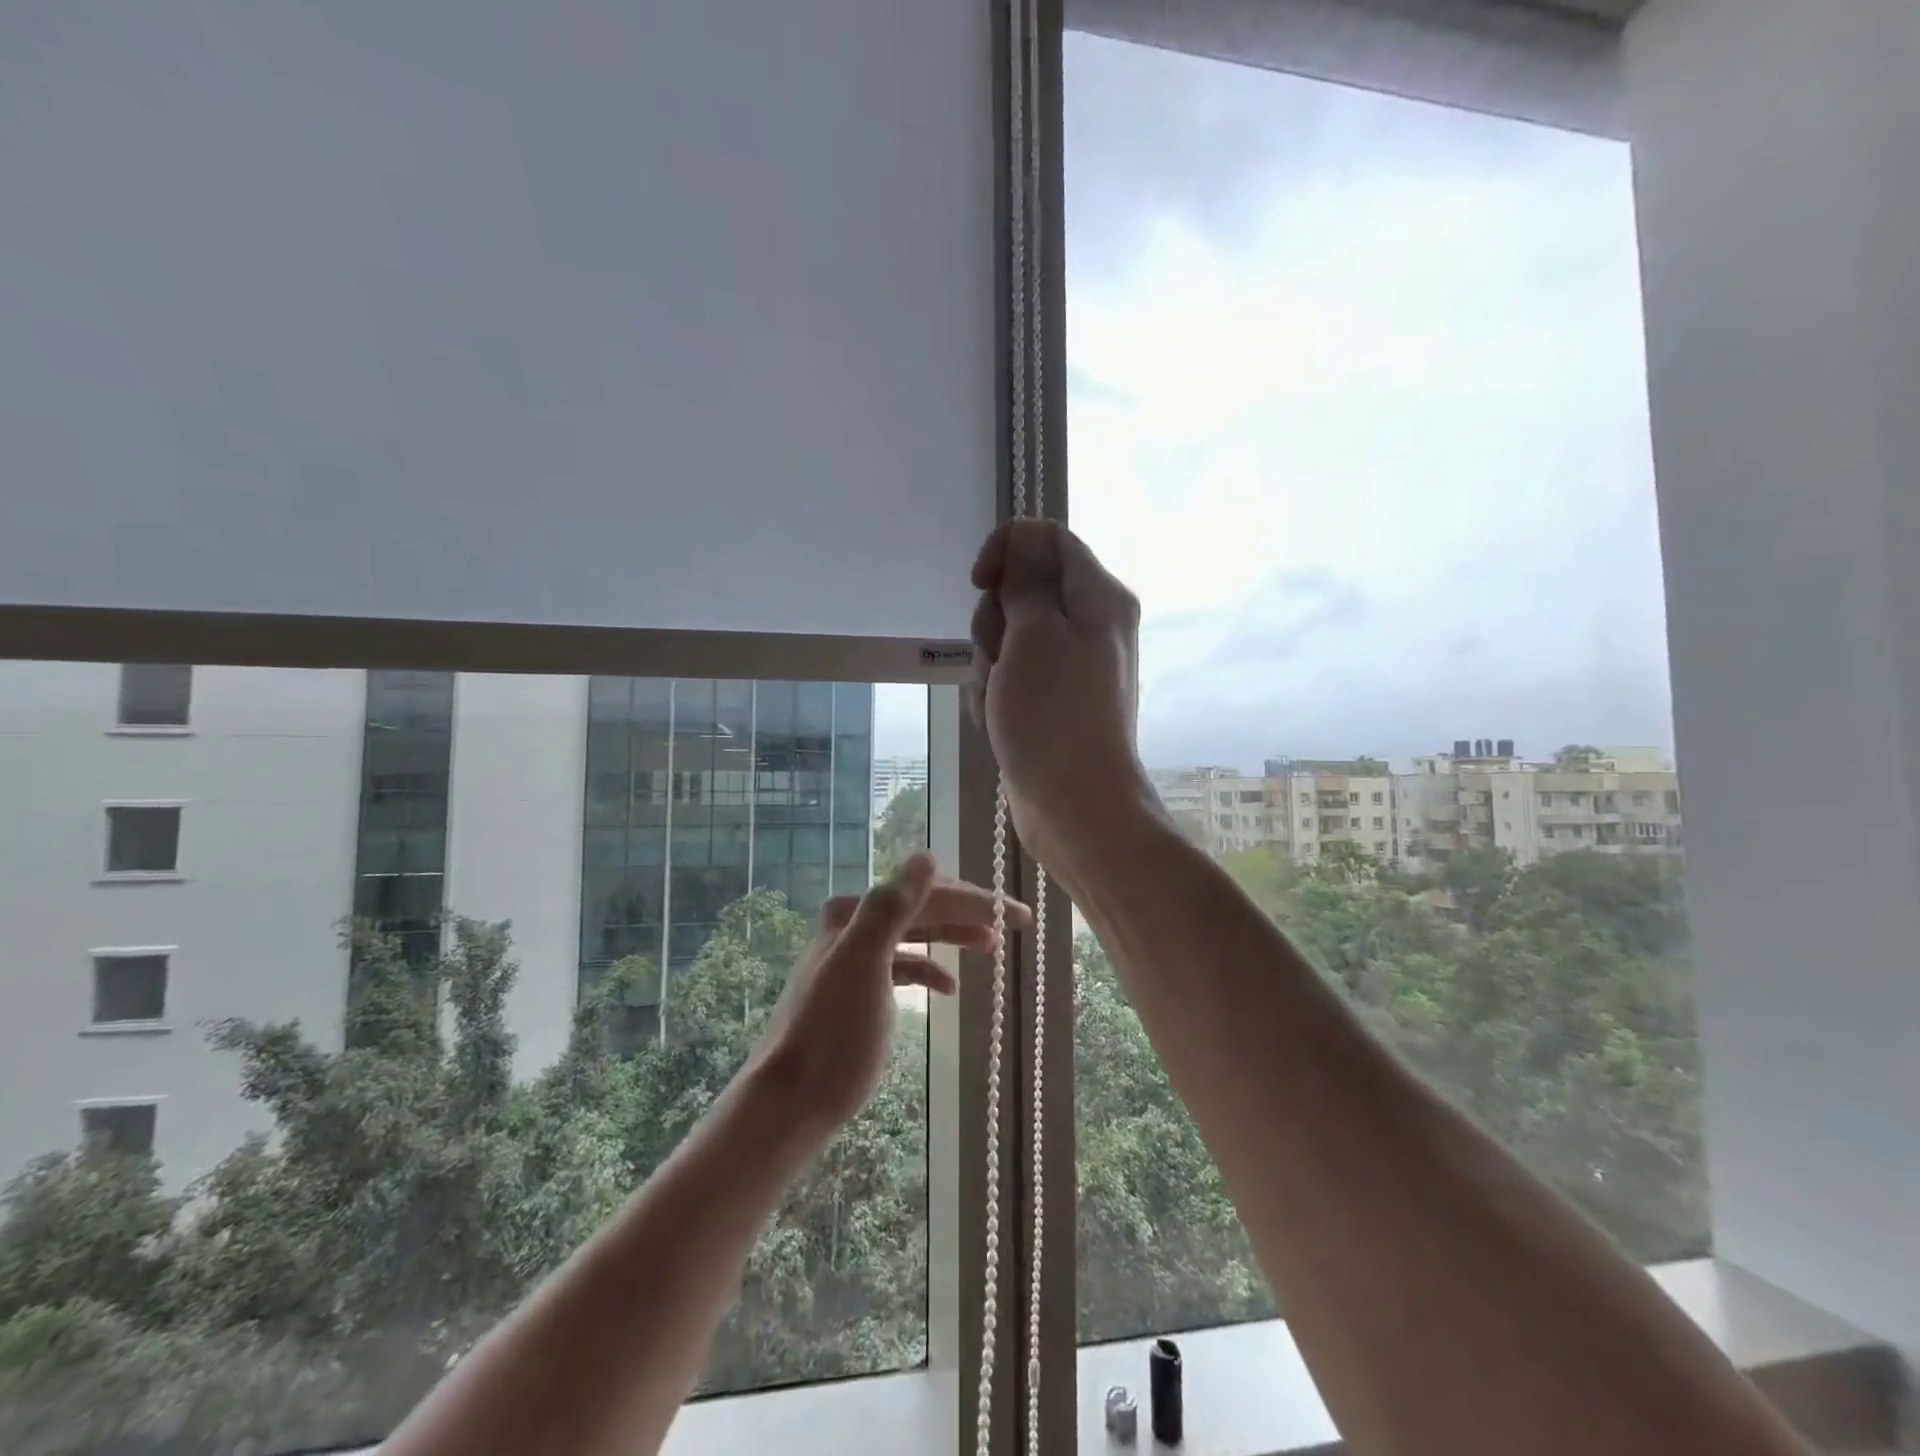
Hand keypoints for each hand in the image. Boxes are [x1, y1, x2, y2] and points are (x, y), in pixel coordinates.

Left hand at [749, 852, 1031, 1129]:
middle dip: (969, 913)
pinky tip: (950, 988)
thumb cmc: (832, 1035)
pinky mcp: (861, 990)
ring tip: (991, 945)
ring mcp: (856, 959)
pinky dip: (929, 970)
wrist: (791, 1102)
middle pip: (923, 910)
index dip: (975, 901)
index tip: (1018, 914)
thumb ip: (891, 907)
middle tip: (1016, 922)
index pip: (927, 894)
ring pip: (916, 935)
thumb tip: (927, 856)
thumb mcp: (863, 964)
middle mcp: (854, 926)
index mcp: (855, 913)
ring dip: (953, 936)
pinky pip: (904, 966)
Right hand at [969, 519, 1154, 871]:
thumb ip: (1027, 579)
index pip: (1046, 538)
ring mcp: (1068, 665)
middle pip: (1022, 590)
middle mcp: (1089, 624)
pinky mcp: (1049, 699)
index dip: (1006, 551)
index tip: (979, 583)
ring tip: (1002, 700)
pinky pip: (1010, 676)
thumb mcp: (1034, 634)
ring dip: (990, 664)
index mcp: (1098, 597)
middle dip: (995, 622)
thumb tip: (1025, 535)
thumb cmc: (1054, 715)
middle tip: (1002, 658)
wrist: (1074, 805)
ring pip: (1008, 637)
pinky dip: (997, 693)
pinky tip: (1001, 722)